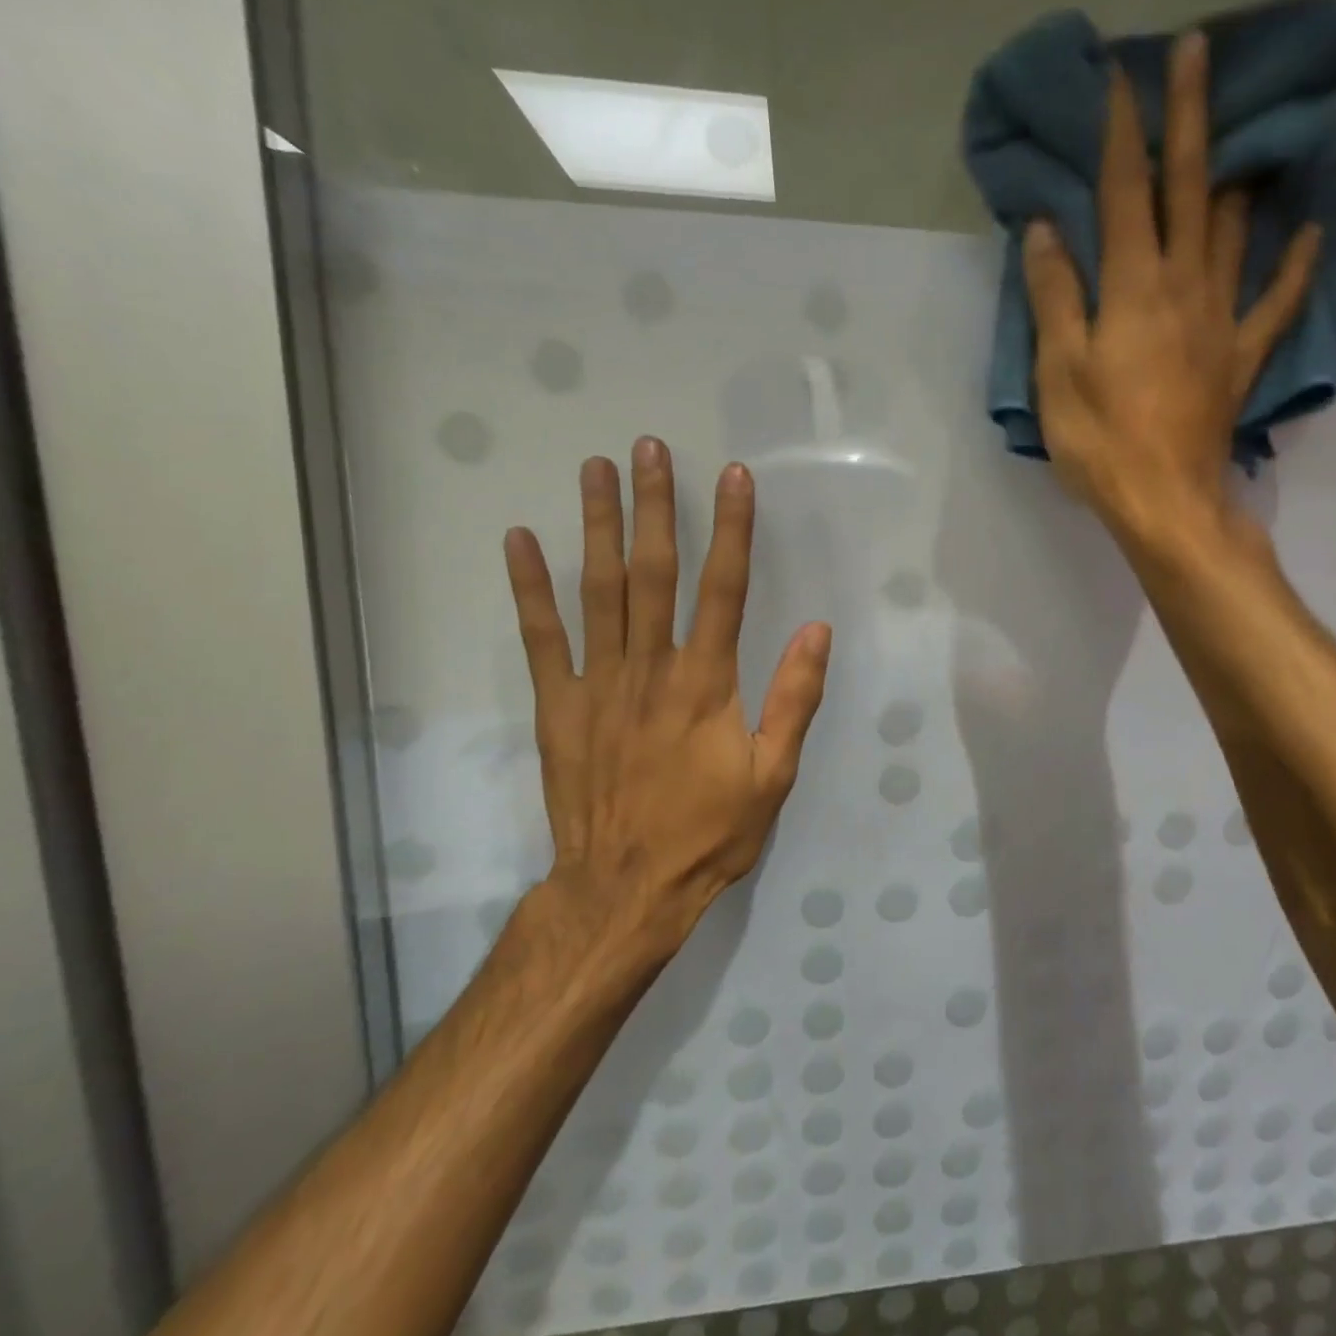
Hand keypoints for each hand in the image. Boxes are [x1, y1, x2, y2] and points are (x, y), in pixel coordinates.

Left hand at [503, 440, 830, 969]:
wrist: (627, 887)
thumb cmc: (709, 832)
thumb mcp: (773, 774)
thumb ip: (794, 699)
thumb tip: (816, 631)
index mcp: (707, 683)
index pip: (724, 588)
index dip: (732, 530)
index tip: (733, 477)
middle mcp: (651, 668)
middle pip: (655, 573)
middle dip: (656, 507)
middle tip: (648, 448)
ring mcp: (597, 684)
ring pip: (599, 591)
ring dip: (598, 527)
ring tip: (595, 469)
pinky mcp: (558, 706)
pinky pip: (541, 638)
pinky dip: (530, 588)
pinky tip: (520, 541)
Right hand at [1021, 30, 1322, 535]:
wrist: (1164, 503)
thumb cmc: (1101, 442)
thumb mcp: (1058, 373)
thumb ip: (1055, 299)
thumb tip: (1047, 232)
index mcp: (1132, 289)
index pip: (1125, 194)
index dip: (1122, 134)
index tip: (1121, 78)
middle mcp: (1183, 288)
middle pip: (1189, 191)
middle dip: (1189, 120)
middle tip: (1196, 54)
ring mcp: (1220, 322)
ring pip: (1233, 234)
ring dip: (1236, 180)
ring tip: (1241, 142)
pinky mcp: (1239, 360)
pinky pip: (1275, 305)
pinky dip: (1295, 267)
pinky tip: (1311, 234)